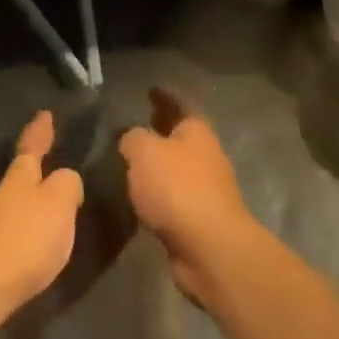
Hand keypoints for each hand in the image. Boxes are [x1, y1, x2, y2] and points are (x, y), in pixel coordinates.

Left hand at [0, 111, 84, 330]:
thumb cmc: (23, 240)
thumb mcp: (58, 204)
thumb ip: (67, 186)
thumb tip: (65, 178)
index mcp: (20, 179)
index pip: (31, 148)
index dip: (39, 132)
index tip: (44, 114)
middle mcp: (0, 198)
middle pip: (19, 178)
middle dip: (33, 170)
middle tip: (48, 162)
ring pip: (12, 206)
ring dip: (28, 203)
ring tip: (46, 206)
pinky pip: (10, 235)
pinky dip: (22, 233)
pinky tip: (31, 245)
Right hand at [119, 88, 259, 305]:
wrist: (209, 248)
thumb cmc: (178, 188)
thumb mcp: (144, 151)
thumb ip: (132, 138)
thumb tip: (129, 138)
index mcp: (197, 133)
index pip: (180, 105)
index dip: (165, 96)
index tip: (151, 90)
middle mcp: (206, 157)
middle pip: (181, 137)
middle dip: (161, 130)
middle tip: (136, 124)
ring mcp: (205, 190)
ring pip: (176, 168)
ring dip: (158, 164)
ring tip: (129, 162)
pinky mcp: (198, 220)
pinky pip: (172, 197)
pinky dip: (157, 192)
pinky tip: (137, 196)